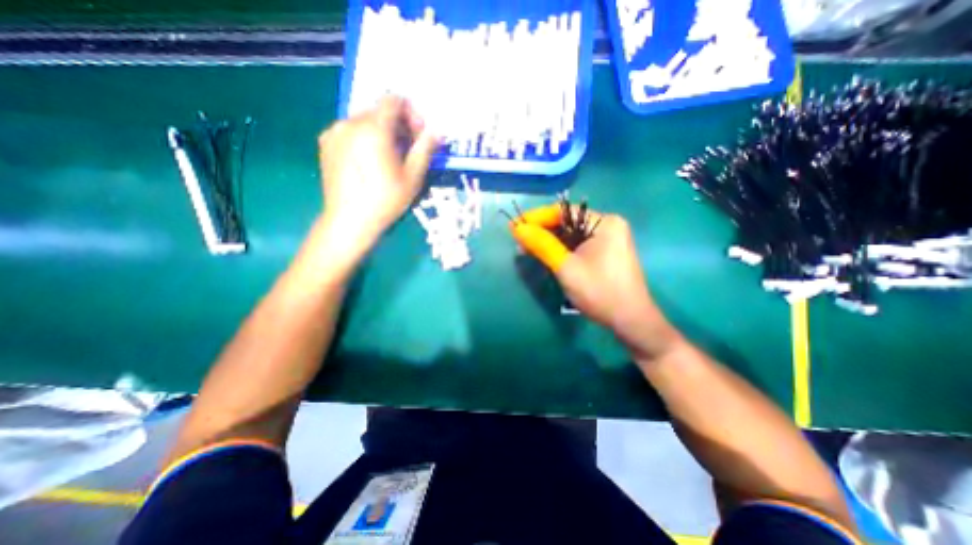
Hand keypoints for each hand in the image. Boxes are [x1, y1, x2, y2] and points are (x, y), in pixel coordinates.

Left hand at [318, 96, 439, 259]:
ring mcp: (334, 132)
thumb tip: (438, 131)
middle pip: (379, 110)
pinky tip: (369, 162)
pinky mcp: (325, 143)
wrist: (349, 221)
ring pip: (364, 120)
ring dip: (381, 132)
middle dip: (398, 125)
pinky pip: (350, 130)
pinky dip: (364, 138)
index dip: (411, 113)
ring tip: (388, 158)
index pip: (394, 100)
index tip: (418, 135)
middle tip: (407, 149)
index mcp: (374, 129)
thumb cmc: (385, 200)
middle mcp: (350, 122)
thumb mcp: (413, 177)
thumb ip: (425, 149)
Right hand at [509, 207, 681, 364]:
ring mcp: (608, 239)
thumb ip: (541, 244)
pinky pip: (577, 244)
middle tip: (519, 240)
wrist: (630, 321)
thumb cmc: (599, 292)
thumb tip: (517, 228)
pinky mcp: (605, 252)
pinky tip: (545, 255)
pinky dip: (560, 249)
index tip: (515, 226)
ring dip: (549, 241)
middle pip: (567, 222)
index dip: (537, 217)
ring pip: (571, 234)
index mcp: (604, 222)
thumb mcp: (566, 267)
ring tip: (527, 248)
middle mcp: (608, 225)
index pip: (563, 211)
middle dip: (542, 231)